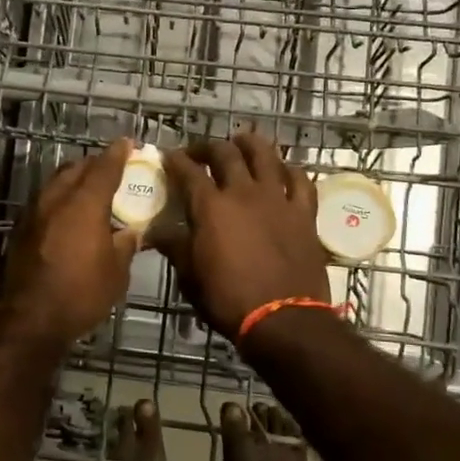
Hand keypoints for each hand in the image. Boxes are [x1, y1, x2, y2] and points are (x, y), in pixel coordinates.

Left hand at [0, 139, 139, 343]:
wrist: (28, 317)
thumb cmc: (81, 293)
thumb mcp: (117, 272)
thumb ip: (125, 244)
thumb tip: (131, 231)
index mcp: (85, 203)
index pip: (105, 167)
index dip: (118, 153)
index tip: (128, 143)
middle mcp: (57, 198)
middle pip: (77, 168)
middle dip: (96, 164)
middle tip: (112, 169)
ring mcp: (34, 211)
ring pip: (57, 182)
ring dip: (75, 180)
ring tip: (90, 190)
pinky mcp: (21, 227)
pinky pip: (45, 200)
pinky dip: (60, 198)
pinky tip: (68, 214)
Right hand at [160, 133, 329, 340]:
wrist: (283, 318)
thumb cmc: (229, 299)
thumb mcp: (190, 276)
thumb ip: (175, 246)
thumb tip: (156, 231)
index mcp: (211, 206)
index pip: (188, 171)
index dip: (176, 160)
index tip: (169, 157)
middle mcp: (243, 192)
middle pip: (225, 153)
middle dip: (208, 147)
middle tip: (200, 152)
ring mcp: (277, 199)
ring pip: (265, 155)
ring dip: (250, 144)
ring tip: (242, 142)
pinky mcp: (304, 213)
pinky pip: (300, 180)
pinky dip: (289, 170)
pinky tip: (283, 171)